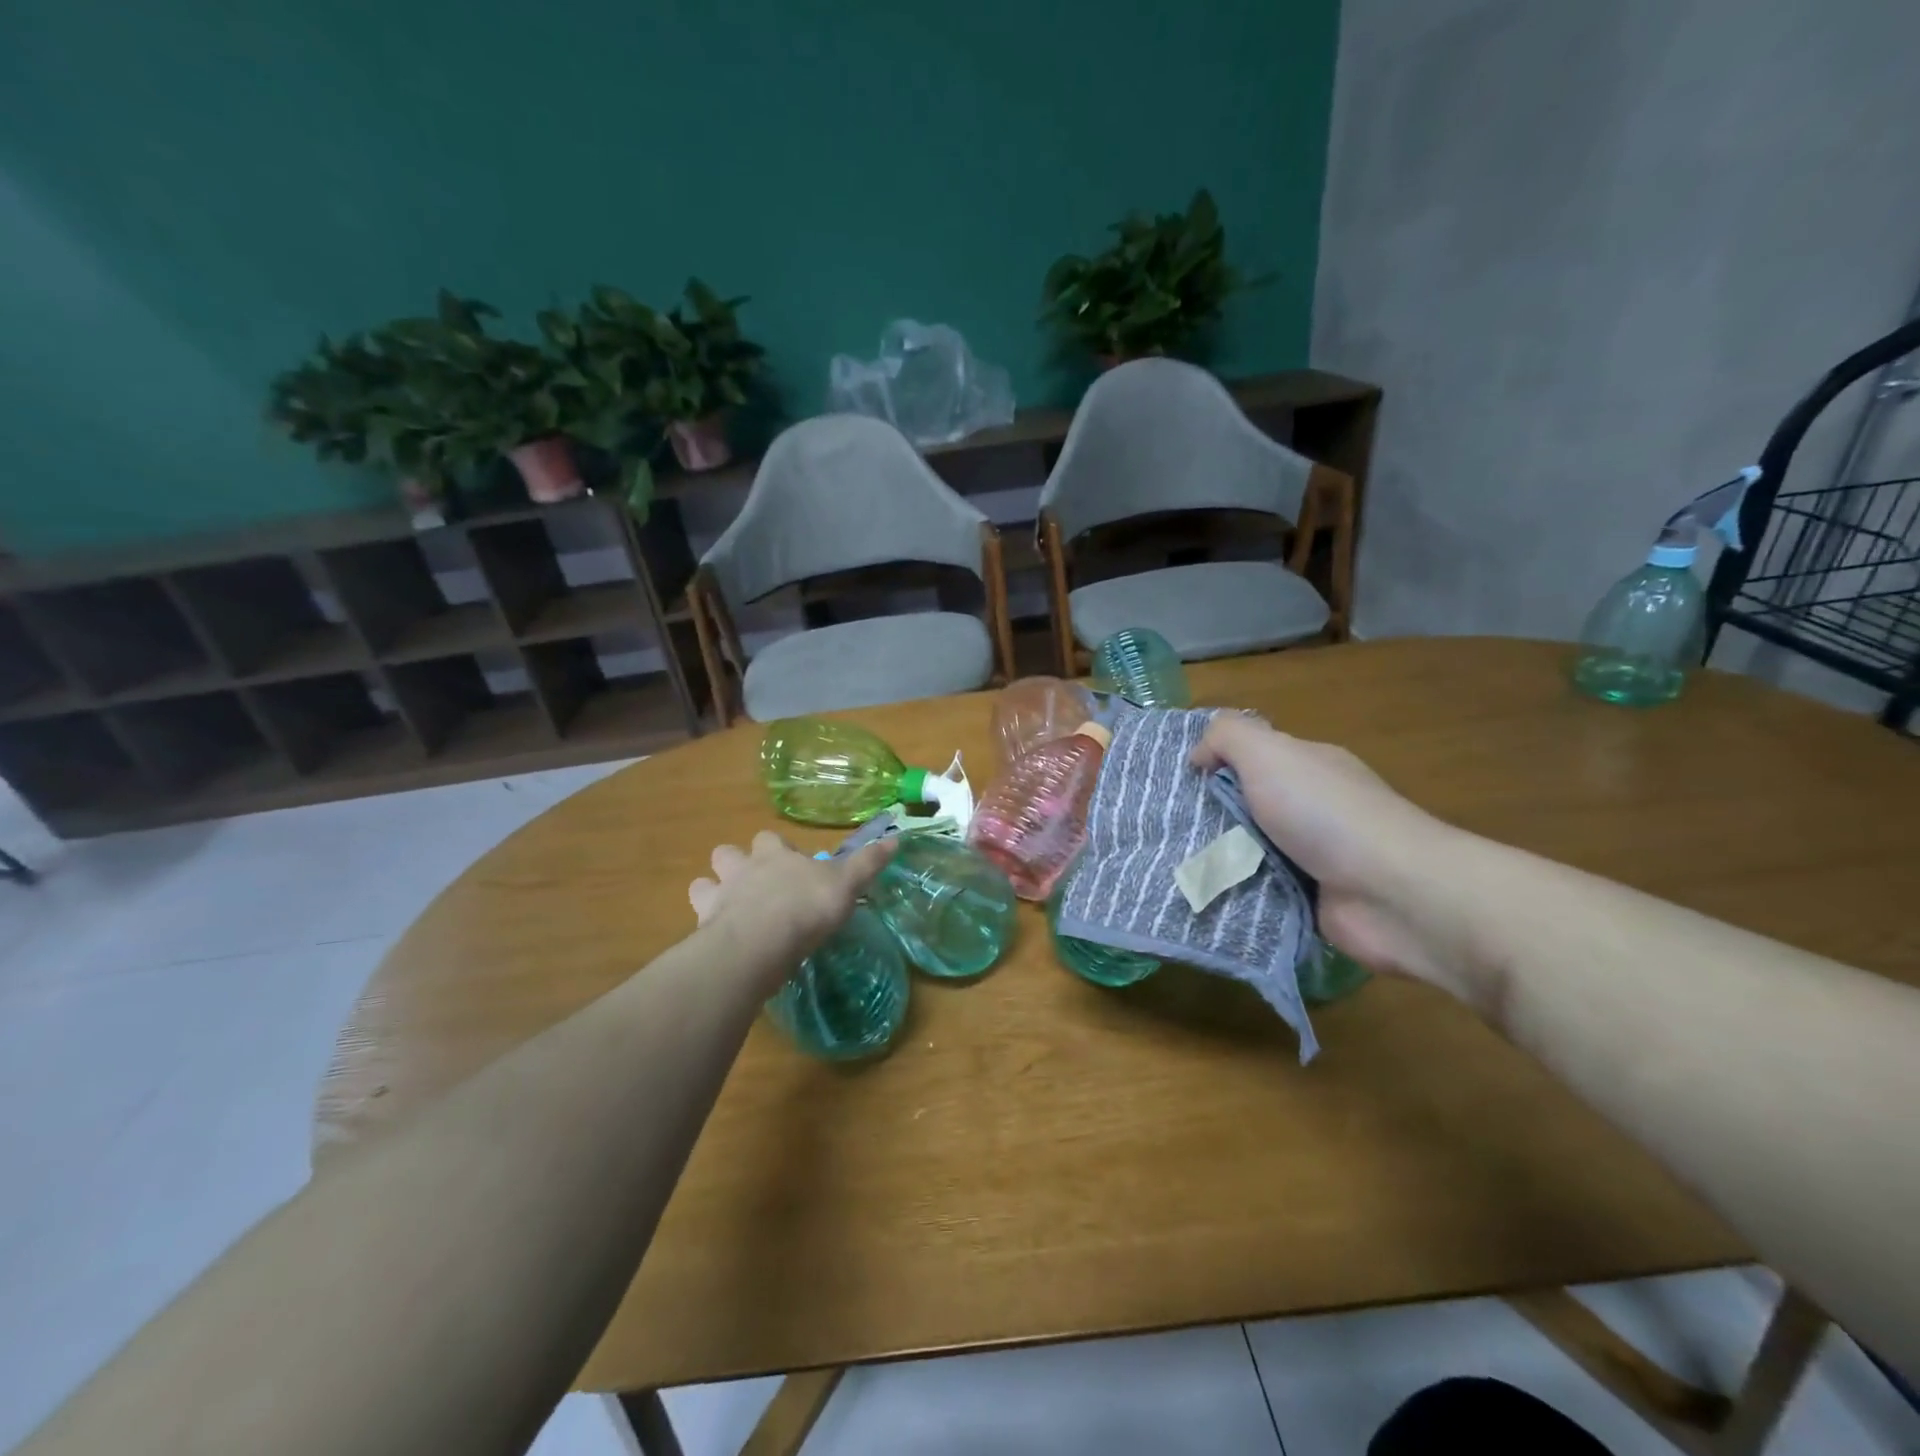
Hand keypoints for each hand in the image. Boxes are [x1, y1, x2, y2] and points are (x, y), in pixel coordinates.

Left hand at [688, 831, 894, 983]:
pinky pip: (698, 922)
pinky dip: (706, 928)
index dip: (778, 849)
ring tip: (728, 911)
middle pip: (727, 854)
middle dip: (735, 864)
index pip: (769, 839)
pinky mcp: (704, 929)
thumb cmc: (806, 906)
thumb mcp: (847, 883)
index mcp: (774, 854)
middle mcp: (742, 869)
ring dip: (712, 892)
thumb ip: (868, 862)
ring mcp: (718, 898)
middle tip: (753, 885)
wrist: (760, 943)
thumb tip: (896, 838)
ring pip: (703, 884)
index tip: (791, 864)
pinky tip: (720, 942)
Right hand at [1190, 715, 1463, 986]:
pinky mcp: (1312, 901)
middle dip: (1209, 819)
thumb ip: (1228, 738)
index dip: (1214, 766)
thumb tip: (1198, 755)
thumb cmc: (1325, 814)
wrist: (1392, 893)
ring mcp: (1315, 858)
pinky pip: (1261, 893)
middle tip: (1163, 830)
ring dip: (1219, 861)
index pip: (1251, 759)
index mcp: (1308, 768)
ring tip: (1170, 866)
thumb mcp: (1270, 754)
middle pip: (1246, 808)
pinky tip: (1203, 898)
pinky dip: (1237, 895)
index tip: (1175, 783)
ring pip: (1249, 853)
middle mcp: (1313, 809)